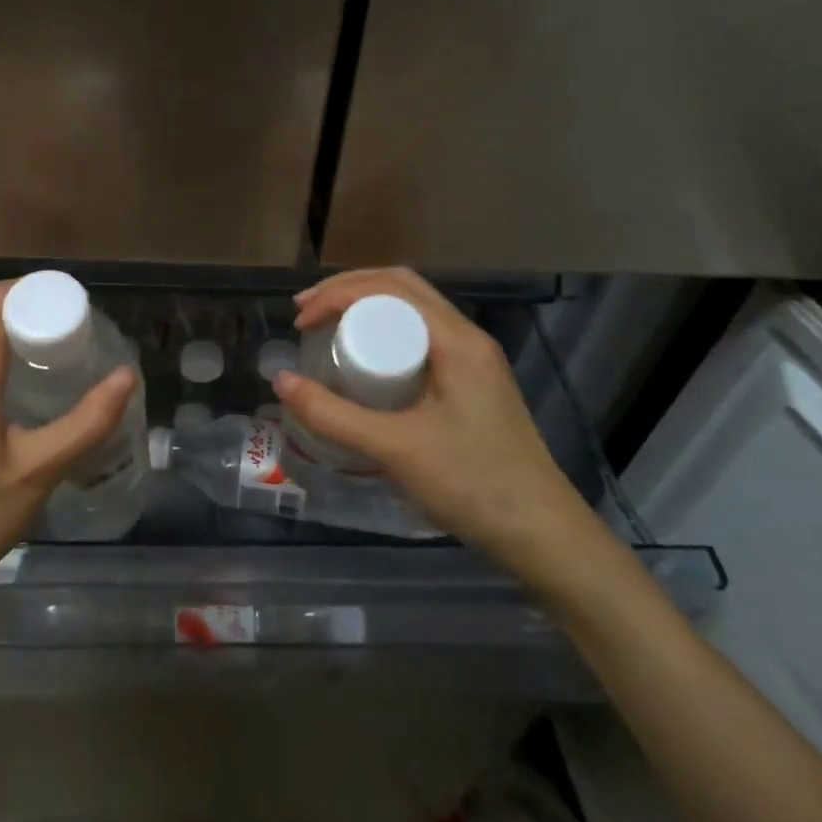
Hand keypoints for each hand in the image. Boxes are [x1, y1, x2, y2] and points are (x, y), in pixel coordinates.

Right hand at [273, 267, 601, 586]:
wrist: (541, 533)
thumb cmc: (471, 484)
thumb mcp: (394, 449)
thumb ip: (333, 415)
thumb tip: (280, 380)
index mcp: (456, 341)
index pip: (391, 288)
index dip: (338, 294)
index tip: (300, 321)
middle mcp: (467, 339)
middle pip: (402, 290)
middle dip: (348, 291)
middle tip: (306, 314)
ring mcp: (472, 362)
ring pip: (412, 314)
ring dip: (366, 310)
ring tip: (326, 330)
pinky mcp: (470, 385)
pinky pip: (419, 340)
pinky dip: (383, 336)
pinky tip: (362, 363)